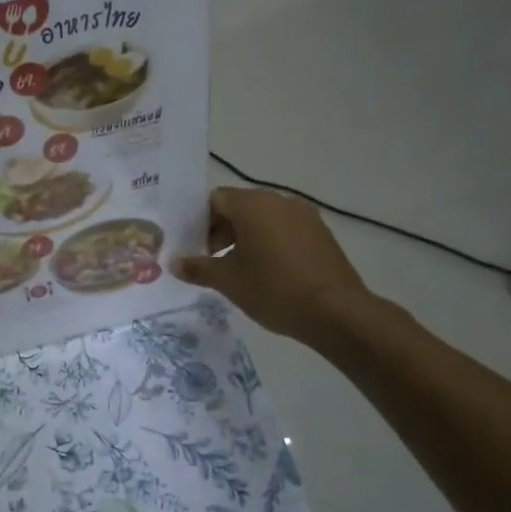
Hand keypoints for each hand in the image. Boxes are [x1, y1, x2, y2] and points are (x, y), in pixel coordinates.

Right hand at [173, 187, 372, 344]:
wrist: (336, 312)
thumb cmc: (274, 290)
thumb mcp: (228, 281)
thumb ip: (198, 268)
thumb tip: (174, 263)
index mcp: (252, 205)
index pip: (215, 199)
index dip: (199, 221)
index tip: (193, 247)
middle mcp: (278, 200)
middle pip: (239, 206)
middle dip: (221, 229)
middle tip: (210, 259)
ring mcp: (304, 215)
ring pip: (263, 217)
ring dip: (245, 236)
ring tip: (238, 268)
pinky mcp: (320, 232)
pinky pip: (285, 229)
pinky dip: (269, 242)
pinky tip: (267, 271)